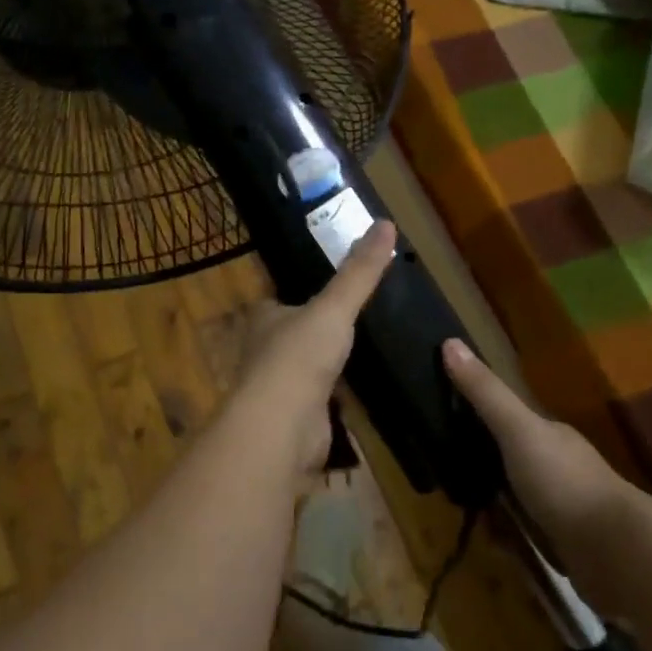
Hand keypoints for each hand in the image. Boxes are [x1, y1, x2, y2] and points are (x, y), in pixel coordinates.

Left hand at [231, 222, 396, 473]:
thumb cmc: (300, 356)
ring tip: (359, 353)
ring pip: (305, 369)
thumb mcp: (335, 306)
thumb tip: (386, 223)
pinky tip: (358, 394)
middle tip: (349, 321)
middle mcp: (265, 351)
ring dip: (324, 365)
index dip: (298, 294)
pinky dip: (336, 398)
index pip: (279, 301)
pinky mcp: (296, 420)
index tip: (327, 290)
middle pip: (291, 335)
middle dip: (314, 331)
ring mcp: (279, 388)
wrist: (283, 427)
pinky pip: (320, 401)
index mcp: (265, 318)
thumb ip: (359, 272)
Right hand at [441, 338, 626, 546]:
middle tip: (446, 472)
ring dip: (498, 504)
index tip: (446, 421)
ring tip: (463, 510)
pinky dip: (511, 537)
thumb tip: (449, 341)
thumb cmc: (564, 481)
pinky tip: (495, 544)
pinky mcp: (568, 546)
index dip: (480, 416)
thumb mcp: (517, 430)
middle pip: (513, 458)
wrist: (617, 553)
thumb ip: (485, 392)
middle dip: (485, 464)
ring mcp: (566, 507)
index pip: (510, 418)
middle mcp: (559, 466)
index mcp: (550, 434)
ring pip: (520, 497)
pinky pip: (530, 534)